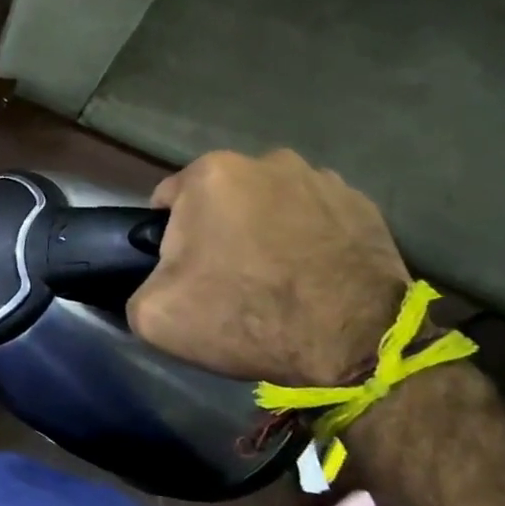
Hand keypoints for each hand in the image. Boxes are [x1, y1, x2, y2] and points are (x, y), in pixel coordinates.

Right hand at [126, 149, 409, 386]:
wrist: (351, 344)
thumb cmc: (243, 316)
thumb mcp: (153, 314)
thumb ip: (138, 284)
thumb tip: (156, 282)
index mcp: (210, 174)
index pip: (168, 201)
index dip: (168, 240)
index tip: (182, 274)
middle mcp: (267, 161)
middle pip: (222, 198)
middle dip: (219, 230)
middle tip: (227, 279)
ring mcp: (322, 179)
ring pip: (271, 204)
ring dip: (265, 230)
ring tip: (275, 279)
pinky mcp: (365, 206)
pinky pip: (317, 219)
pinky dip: (308, 240)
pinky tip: (310, 277)